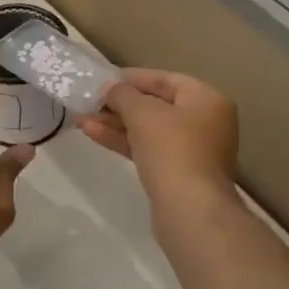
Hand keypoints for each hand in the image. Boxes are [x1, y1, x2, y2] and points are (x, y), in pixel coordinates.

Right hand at [77, 69, 238, 218]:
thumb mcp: (142, 112)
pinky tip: (93, 134)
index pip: (165, 79)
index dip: (132, 78)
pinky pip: (148, 149)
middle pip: (156, 105)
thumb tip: (109, 89)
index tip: (104, 80)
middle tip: (90, 102)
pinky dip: (123, 141)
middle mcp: (205, 122)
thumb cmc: (171, 149)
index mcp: (207, 100)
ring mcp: (192, 151)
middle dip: (120, 104)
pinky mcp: (178, 174)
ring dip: (115, 123)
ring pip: (148, 130)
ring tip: (81, 119)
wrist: (190, 211)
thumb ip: (123, 94)